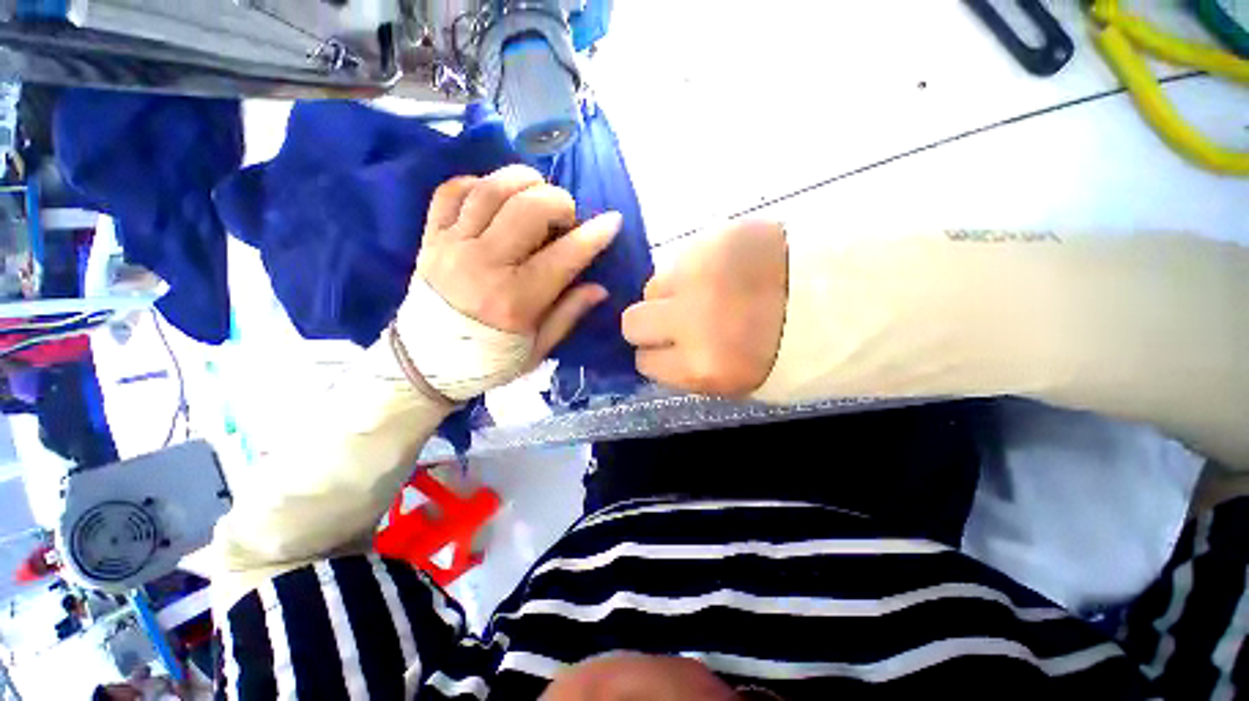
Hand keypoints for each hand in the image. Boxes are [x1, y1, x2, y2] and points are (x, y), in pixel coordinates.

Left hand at [401, 165, 621, 400]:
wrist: (425, 364)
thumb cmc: (489, 360)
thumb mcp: (538, 349)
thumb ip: (568, 314)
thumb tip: (600, 288)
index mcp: (516, 299)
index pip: (564, 256)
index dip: (594, 235)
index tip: (612, 221)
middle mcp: (484, 265)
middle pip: (527, 209)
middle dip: (559, 202)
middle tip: (568, 216)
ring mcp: (452, 246)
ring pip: (491, 190)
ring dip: (523, 182)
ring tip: (538, 194)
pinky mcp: (430, 238)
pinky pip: (451, 192)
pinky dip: (478, 183)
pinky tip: (496, 196)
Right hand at [623, 220, 787, 396]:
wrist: (845, 295)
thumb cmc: (788, 351)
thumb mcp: (736, 382)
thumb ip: (688, 371)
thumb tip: (657, 352)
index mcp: (702, 366)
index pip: (644, 362)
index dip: (655, 355)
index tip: (668, 349)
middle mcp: (691, 320)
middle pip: (633, 321)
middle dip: (649, 324)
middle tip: (675, 319)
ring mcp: (699, 274)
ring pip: (653, 285)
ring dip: (672, 292)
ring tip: (708, 291)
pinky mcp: (713, 237)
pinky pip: (681, 257)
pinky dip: (694, 267)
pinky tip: (725, 271)